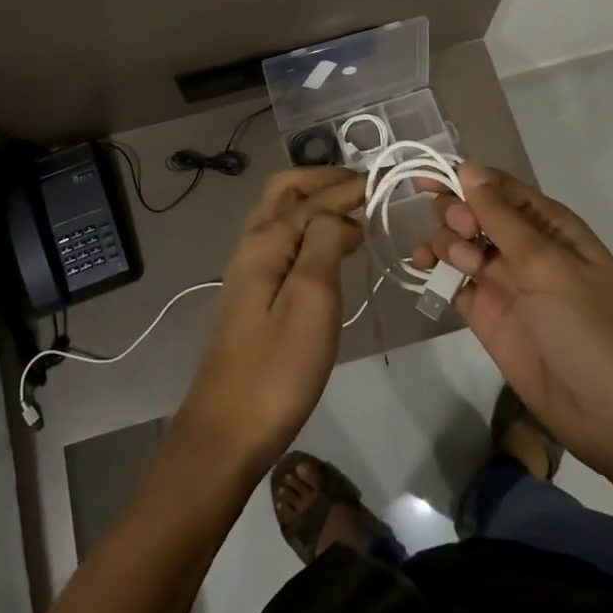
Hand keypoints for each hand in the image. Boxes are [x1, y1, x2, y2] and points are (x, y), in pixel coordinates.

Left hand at [175, 167, 364, 480]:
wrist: (227, 431)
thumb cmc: (277, 368)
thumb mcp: (311, 300)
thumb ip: (325, 243)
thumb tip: (342, 215)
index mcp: (266, 241)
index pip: (314, 198)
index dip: (350, 188)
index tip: (386, 183)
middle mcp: (252, 245)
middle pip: (285, 192)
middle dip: (323, 181)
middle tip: (364, 188)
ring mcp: (249, 271)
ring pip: (280, 215)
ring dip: (314, 202)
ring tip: (354, 212)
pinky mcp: (253, 295)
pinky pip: (282, 241)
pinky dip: (307, 228)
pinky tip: (329, 249)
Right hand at [413, 162, 612, 479]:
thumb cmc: (590, 325)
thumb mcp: (547, 264)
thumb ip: (502, 218)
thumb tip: (468, 168)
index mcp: (549, 226)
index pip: (499, 188)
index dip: (461, 178)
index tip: (422, 179)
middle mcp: (525, 248)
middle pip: (474, 213)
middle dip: (456, 213)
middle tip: (461, 232)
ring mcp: (505, 283)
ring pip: (460, 245)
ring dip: (446, 243)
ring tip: (455, 263)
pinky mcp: (488, 317)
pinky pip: (455, 283)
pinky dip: (437, 273)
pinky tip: (423, 270)